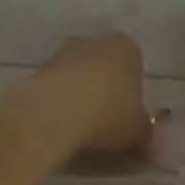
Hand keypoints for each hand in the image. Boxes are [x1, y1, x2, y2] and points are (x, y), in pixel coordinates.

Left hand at [39, 33, 152, 154]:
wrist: (55, 112)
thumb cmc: (110, 114)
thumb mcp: (139, 132)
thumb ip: (145, 134)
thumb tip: (148, 143)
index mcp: (127, 47)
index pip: (135, 67)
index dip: (132, 94)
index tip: (127, 118)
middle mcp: (95, 41)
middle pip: (103, 67)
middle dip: (104, 89)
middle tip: (104, 123)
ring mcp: (62, 51)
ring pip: (76, 75)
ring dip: (78, 95)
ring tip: (79, 127)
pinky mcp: (37, 68)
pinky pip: (54, 86)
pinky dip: (57, 101)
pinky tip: (59, 124)